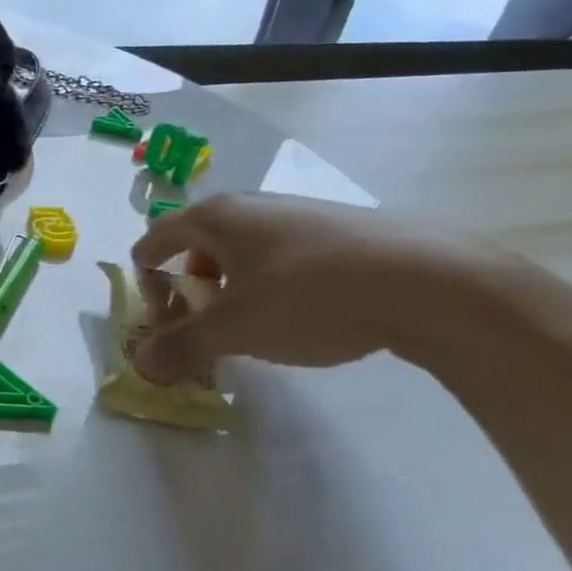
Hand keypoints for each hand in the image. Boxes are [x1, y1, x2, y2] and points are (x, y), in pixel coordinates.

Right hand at [128, 193, 500, 383]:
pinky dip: (272, 288)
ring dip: (232, 290)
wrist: (429, 281)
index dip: (145, 273)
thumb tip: (141, 363)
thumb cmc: (308, 296)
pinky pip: (285, 260)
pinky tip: (299, 320)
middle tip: (196, 326)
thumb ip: (183, 346)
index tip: (148, 307)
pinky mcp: (344, 234)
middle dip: (190, 288)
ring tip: (248, 329)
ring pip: (246, 254)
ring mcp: (302, 216)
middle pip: (201, 246)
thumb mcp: (235, 329)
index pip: (158, 237)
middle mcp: (254, 207)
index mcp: (217, 218)